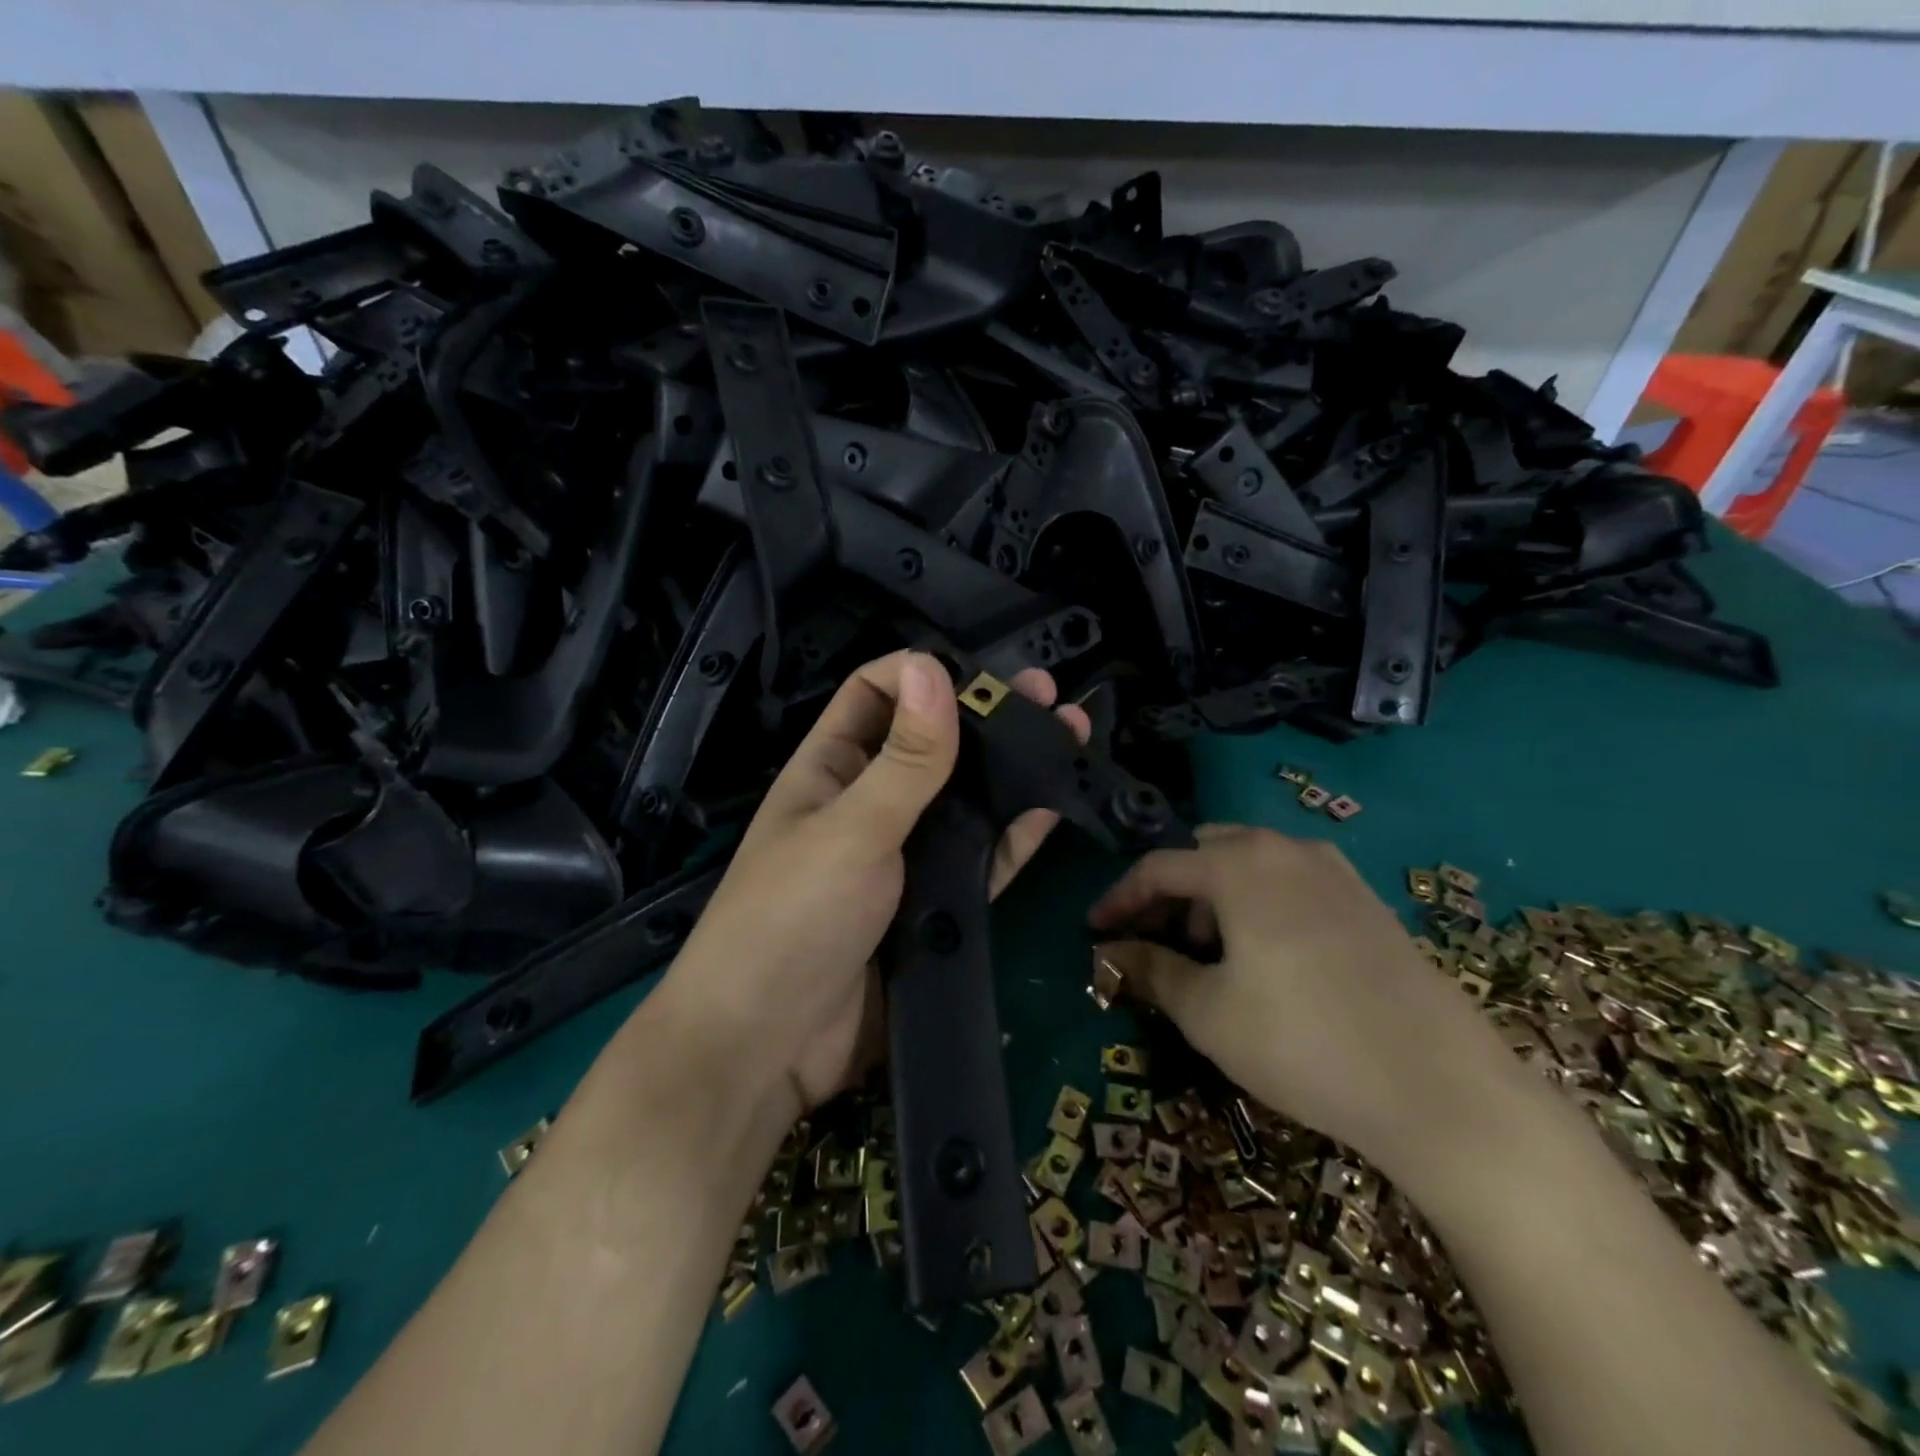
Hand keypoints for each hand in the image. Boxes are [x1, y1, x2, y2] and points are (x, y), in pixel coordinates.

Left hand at [659, 650, 1089, 1114]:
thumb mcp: (850, 828)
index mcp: (830, 768)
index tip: (978, 673)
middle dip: (986, 717)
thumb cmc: (792, 917)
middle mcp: (870, 803)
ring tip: (1071, 736)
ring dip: (1012, 771)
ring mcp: (905, 857)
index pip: (873, 695)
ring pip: (966, 801)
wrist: (770, 1048)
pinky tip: (1051, 807)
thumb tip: (935, 667)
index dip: (919, 675)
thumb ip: (904, 759)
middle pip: (933, 744)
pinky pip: (981, 861)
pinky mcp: (933, 906)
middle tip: (1049, 696)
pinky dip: (1013, 836)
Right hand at [1088, 826, 1526, 1181]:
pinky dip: (1259, 902)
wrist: (1441, 1088)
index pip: (1158, 867)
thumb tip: (1108, 952)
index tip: (1096, 930)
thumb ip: (1151, 970)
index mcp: (1239, 866)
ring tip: (1210, 955)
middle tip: (1155, 941)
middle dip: (1171, 893)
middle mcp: (1284, 850)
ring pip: (1250, 864)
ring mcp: (1333, 871)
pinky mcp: (1366, 900)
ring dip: (1214, 897)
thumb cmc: (1303, 1044)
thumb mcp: (1208, 1013)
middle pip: (1205, 854)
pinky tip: (1266, 955)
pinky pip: (1291, 881)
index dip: (1120, 898)